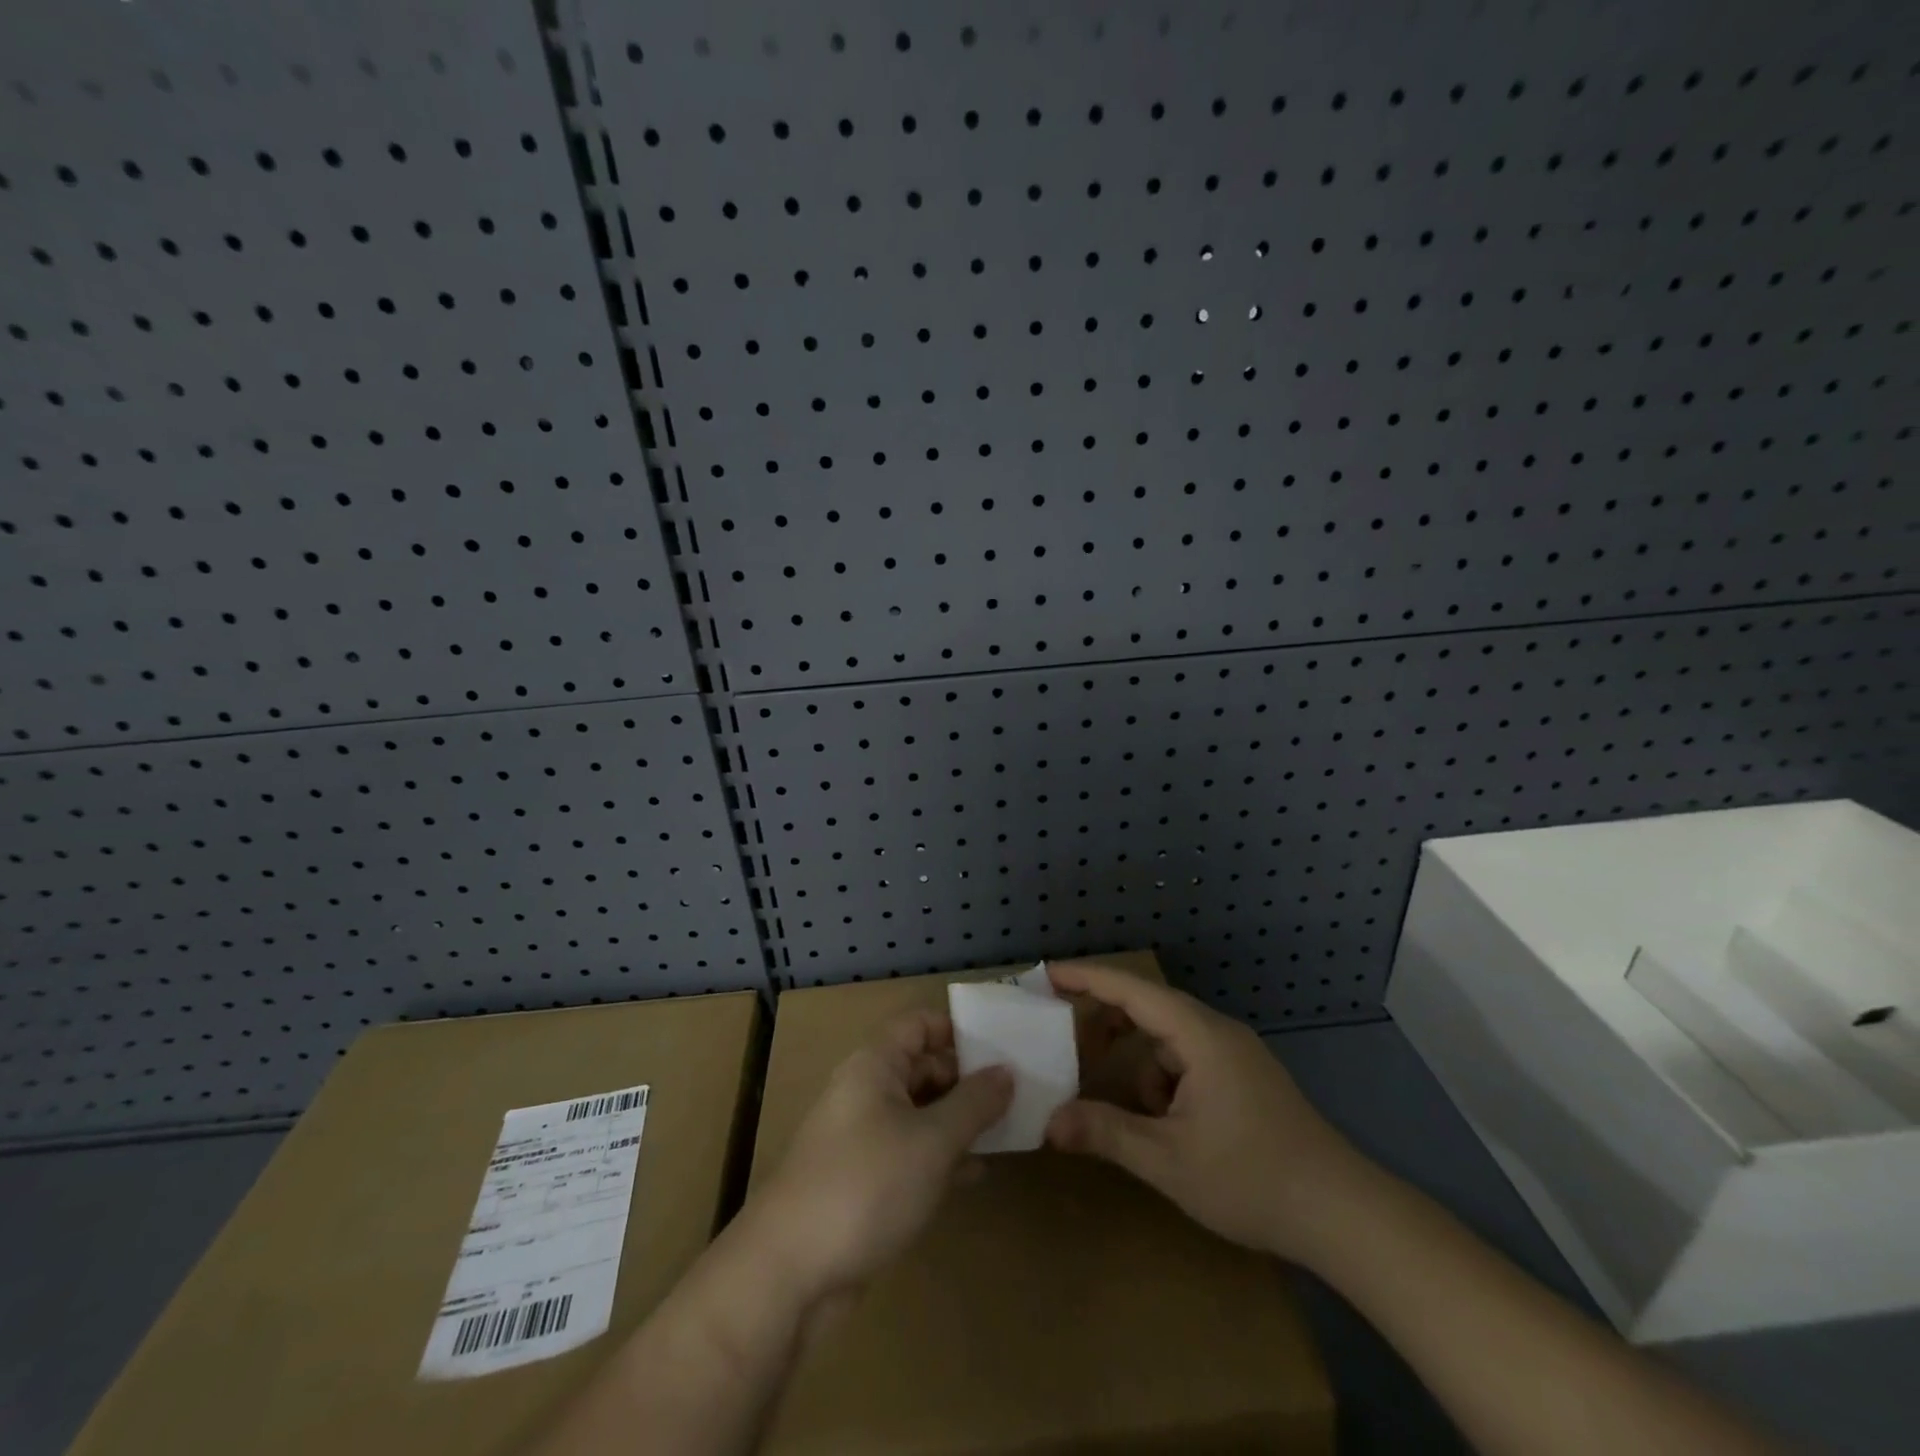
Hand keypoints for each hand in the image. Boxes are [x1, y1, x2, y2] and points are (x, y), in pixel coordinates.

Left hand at [749, 1010, 1013, 1310]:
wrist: (789, 1273)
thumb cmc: (866, 1186)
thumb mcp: (932, 1141)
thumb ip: (974, 1103)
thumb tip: (1007, 1071)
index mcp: (874, 1064)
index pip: (920, 1024)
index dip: (959, 1030)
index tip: (1004, 1048)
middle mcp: (866, 1091)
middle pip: (922, 1066)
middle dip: (967, 1079)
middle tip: (1019, 1094)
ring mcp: (862, 1137)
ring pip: (920, 1112)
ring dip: (959, 1120)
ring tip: (1008, 1131)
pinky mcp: (863, 1179)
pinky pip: (910, 1152)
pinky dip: (941, 1157)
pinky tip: (975, 1174)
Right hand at [1044, 962, 1369, 1262]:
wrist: (1343, 1215)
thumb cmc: (1252, 1178)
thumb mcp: (1168, 1160)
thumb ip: (1106, 1133)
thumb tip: (1049, 1123)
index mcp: (1199, 1035)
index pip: (1132, 990)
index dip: (1086, 978)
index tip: (1047, 975)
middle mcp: (1217, 1032)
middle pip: (1149, 1008)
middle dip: (1107, 1023)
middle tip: (1067, 1041)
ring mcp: (1235, 1055)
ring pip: (1169, 1041)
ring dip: (1139, 1063)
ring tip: (1122, 1107)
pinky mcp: (1245, 1078)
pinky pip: (1189, 1061)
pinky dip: (1165, 1081)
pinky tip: (1166, 1126)